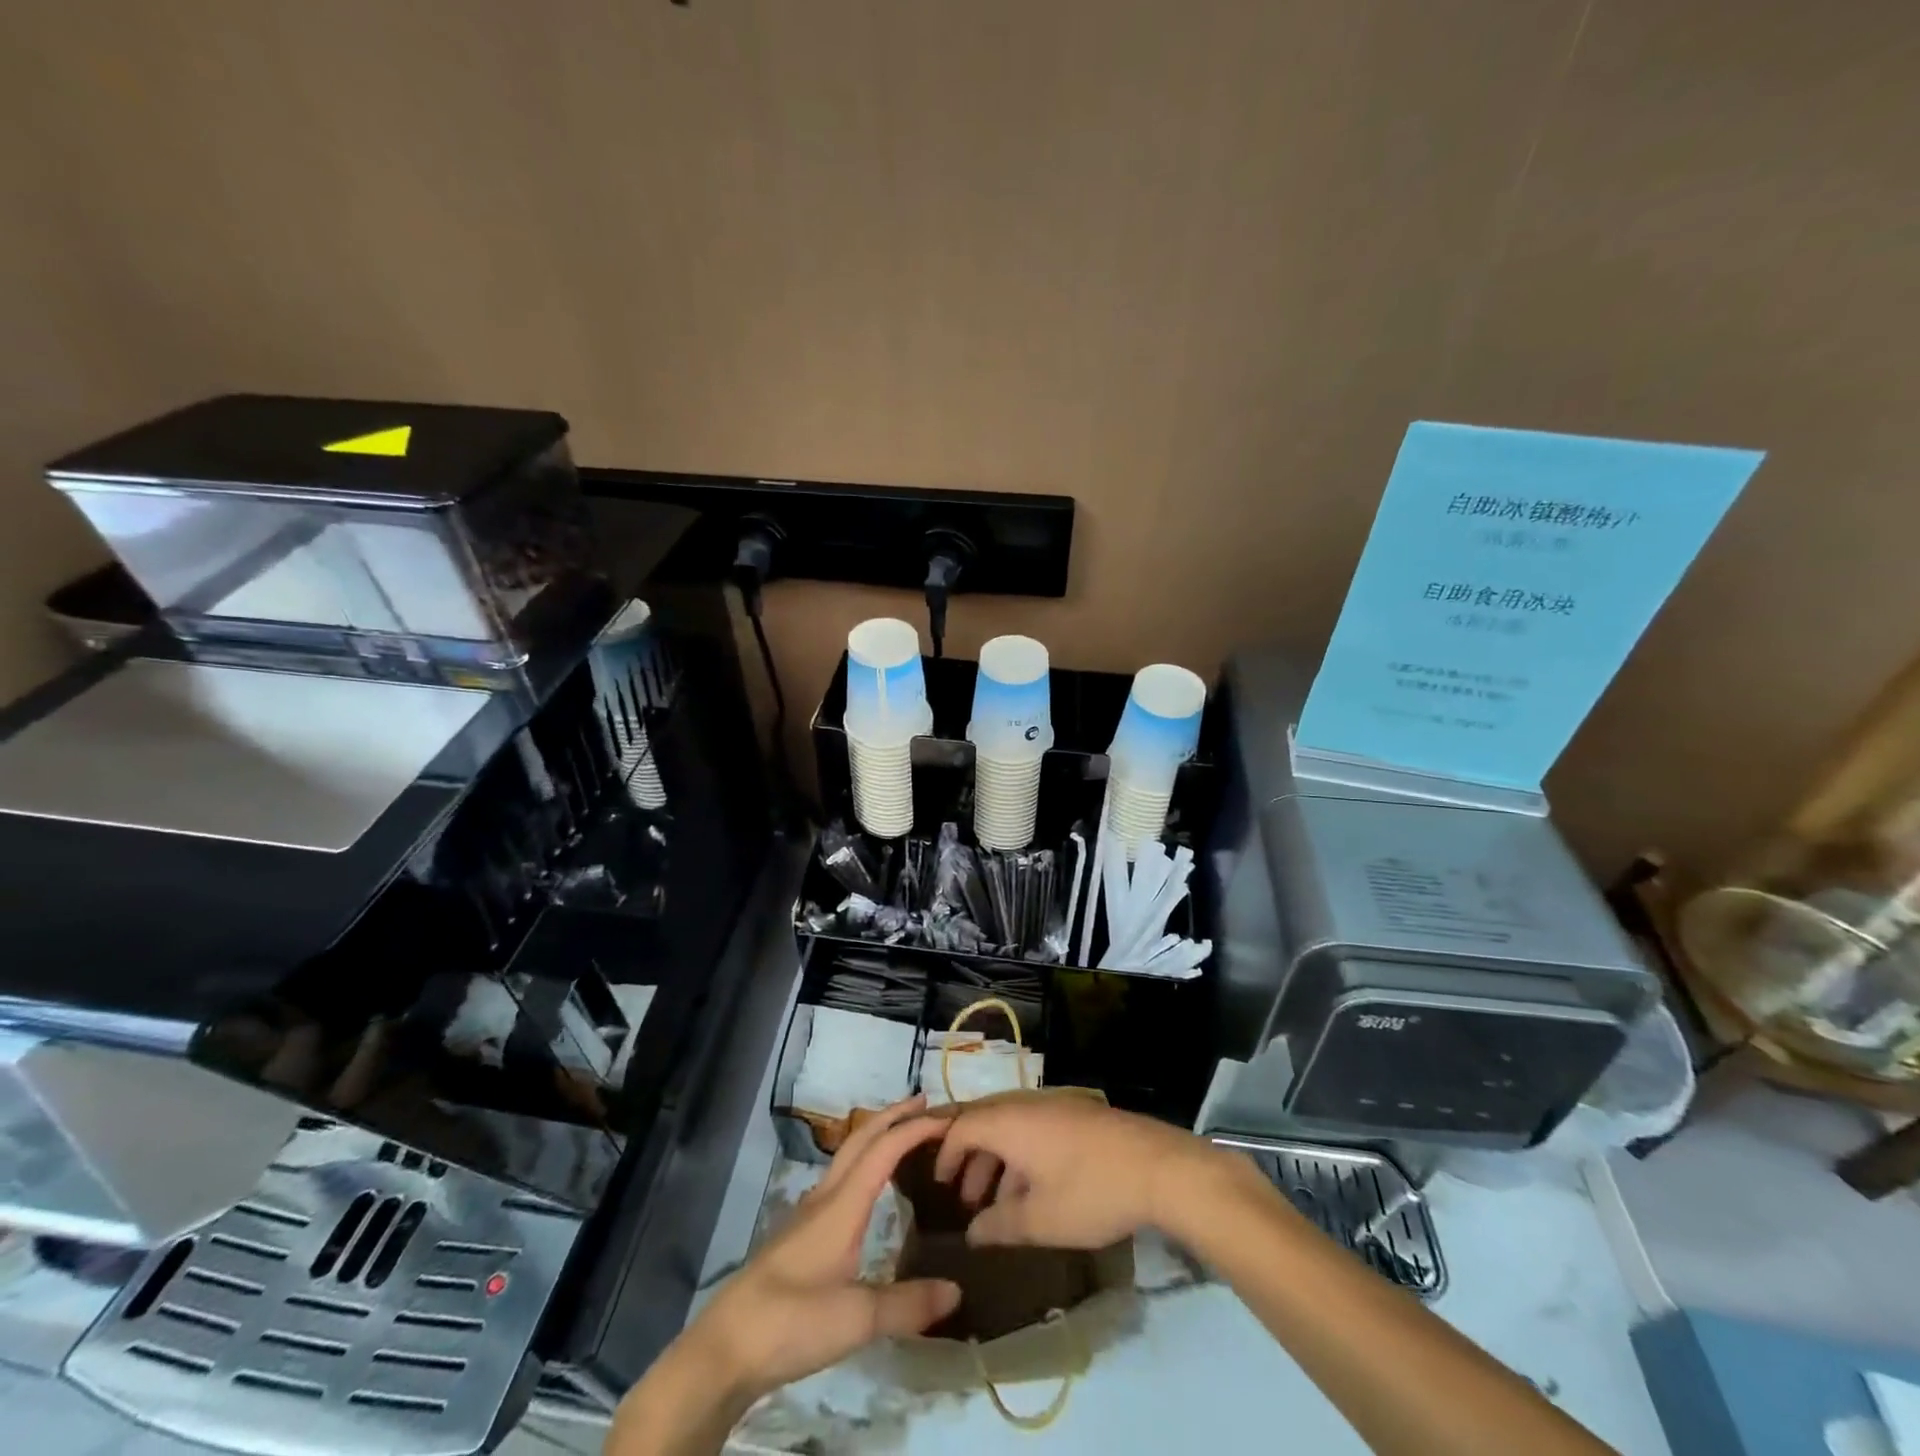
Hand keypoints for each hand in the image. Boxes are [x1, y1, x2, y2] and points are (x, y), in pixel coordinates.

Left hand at [695, 1096, 961, 1390]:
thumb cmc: (790, 1322)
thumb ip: (907, 1304)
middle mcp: (825, 1198)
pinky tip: (868, 1190)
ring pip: (847, 1156)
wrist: (724, 1349)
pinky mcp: (799, 1236)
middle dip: (893, 1115)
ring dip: (876, 1136)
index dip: (915, 1128)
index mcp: (842, 1205)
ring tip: (903, 1136)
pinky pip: (839, 1180)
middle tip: (926, 1104)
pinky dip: (863, 1164)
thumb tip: (957, 1290)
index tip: (948, 1118)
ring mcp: (808, 1215)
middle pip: (861, 1139)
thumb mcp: (856, 1319)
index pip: (883, 1149)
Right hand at [932, 1093, 1217, 1248]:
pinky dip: (1023, 1156)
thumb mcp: (1039, 1220)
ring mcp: (1056, 1107)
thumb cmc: (1090, 1192)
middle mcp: (1027, 1105)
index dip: (946, 1154)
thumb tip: (972, 1233)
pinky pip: (1035, 1129)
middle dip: (970, 1158)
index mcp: (1010, 1123)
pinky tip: (1034, 1192)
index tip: (938, 1185)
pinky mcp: (1079, 1116)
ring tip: (997, 1205)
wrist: (1157, 1167)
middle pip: (986, 1123)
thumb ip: (1000, 1226)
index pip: (962, 1127)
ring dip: (998, 1161)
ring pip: (1013, 1128)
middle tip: (964, 1198)